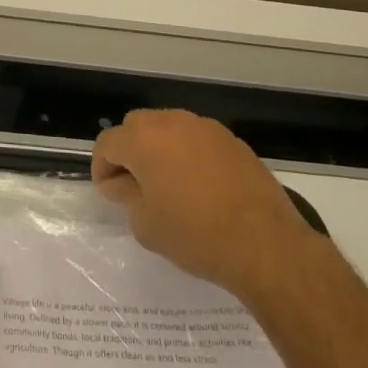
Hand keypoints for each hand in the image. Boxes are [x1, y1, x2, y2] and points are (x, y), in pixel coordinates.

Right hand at [92, 108, 318, 297]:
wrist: (265, 244)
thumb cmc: (196, 236)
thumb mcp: (146, 225)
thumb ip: (126, 196)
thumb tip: (121, 183)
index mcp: (143, 140)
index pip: (107, 143)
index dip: (102, 168)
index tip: (110, 194)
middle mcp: (171, 122)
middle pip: (136, 126)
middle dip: (129, 151)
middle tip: (136, 185)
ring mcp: (205, 127)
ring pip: (168, 128)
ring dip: (160, 149)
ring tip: (169, 184)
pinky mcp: (231, 140)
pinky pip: (197, 139)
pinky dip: (189, 154)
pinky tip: (200, 186)